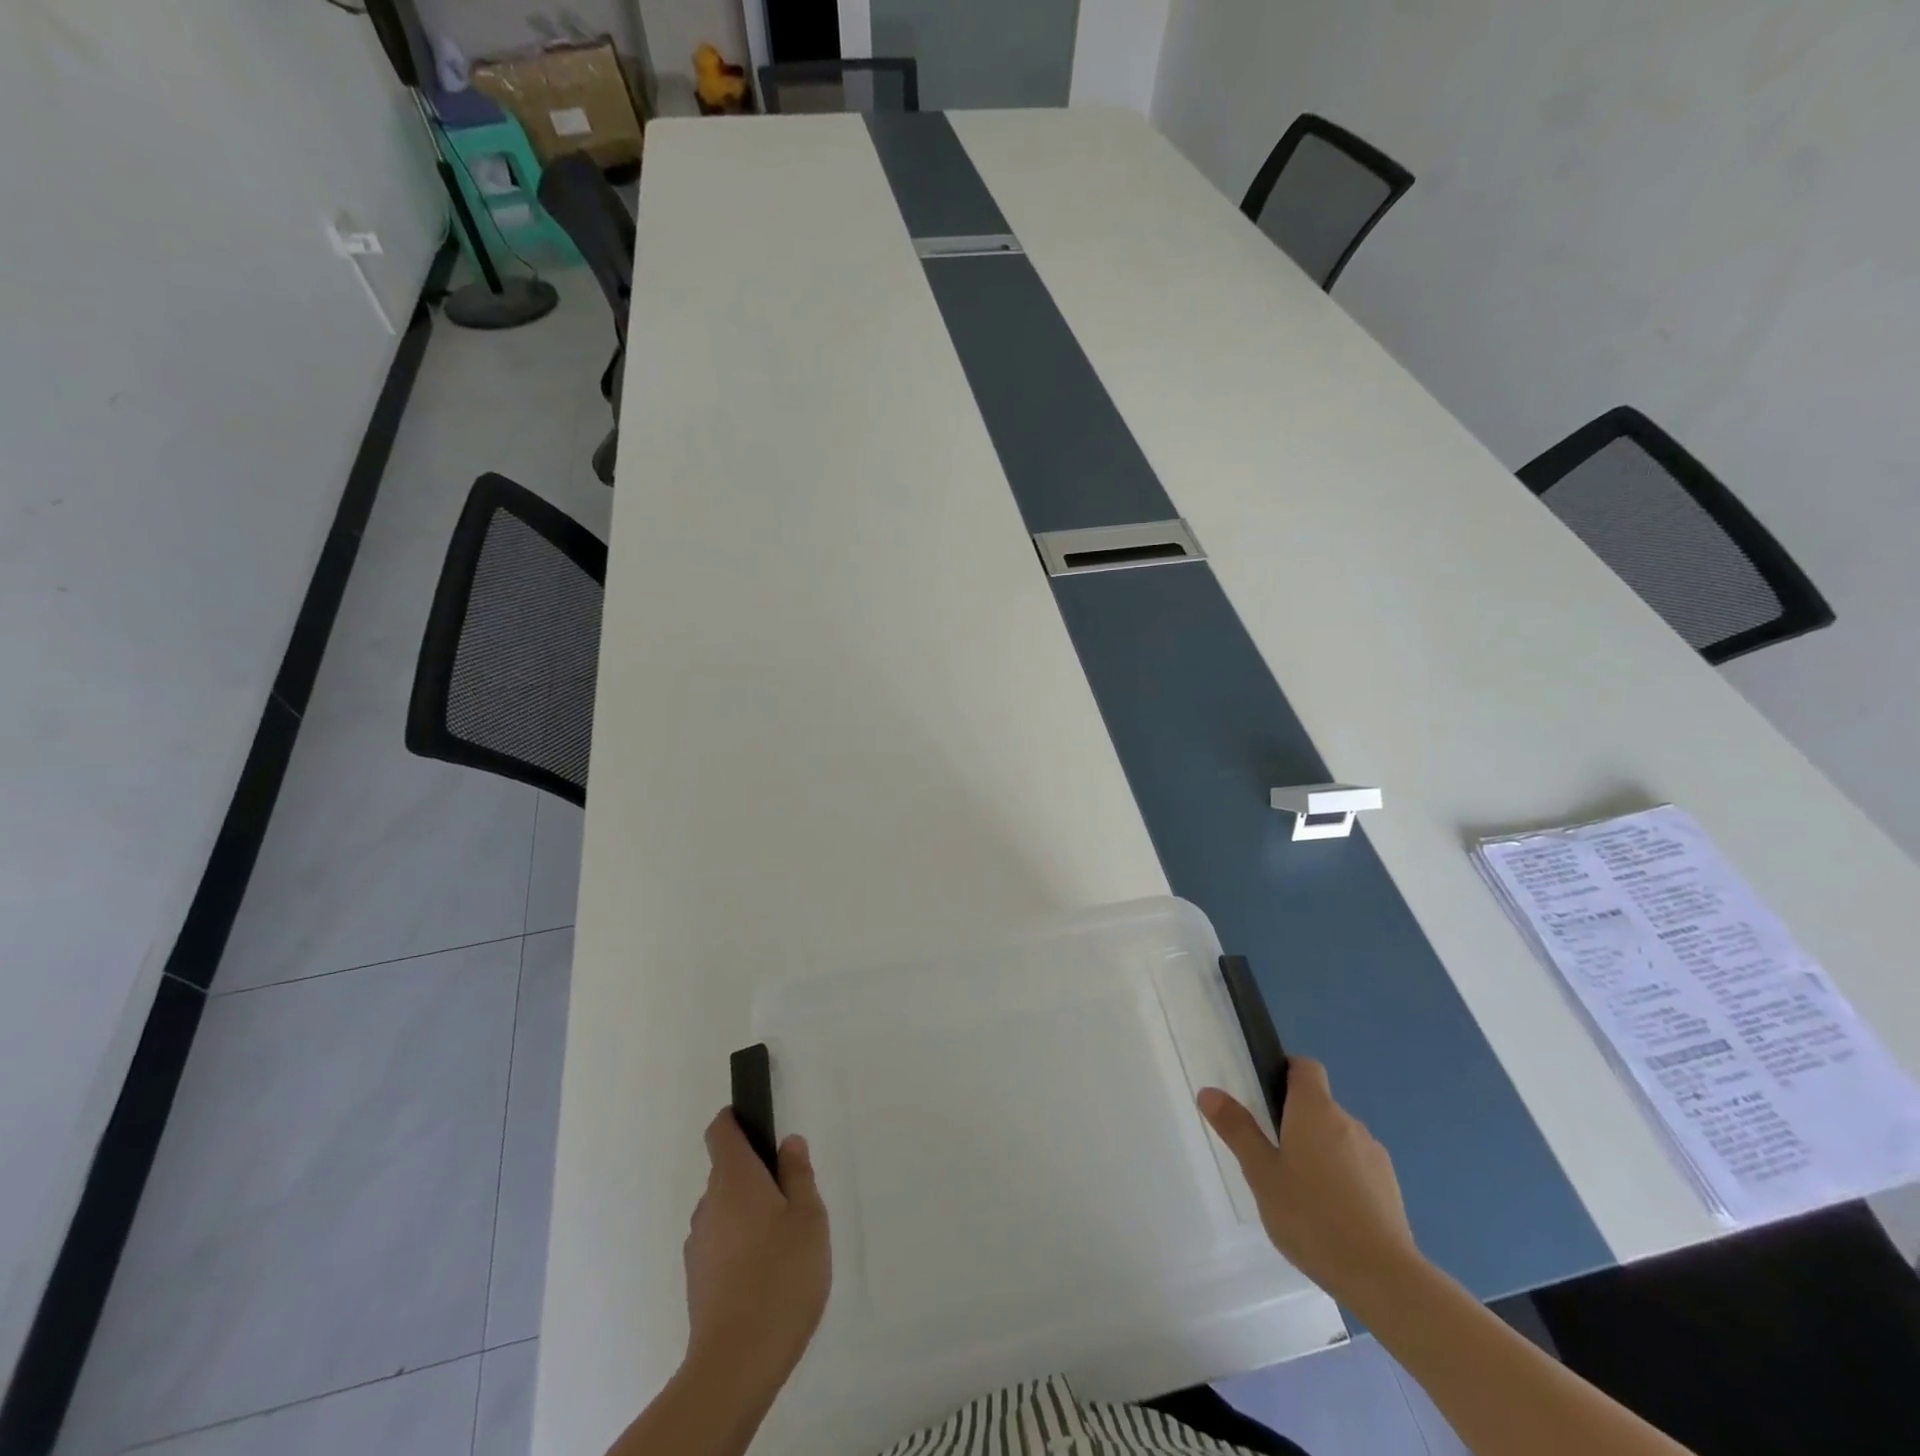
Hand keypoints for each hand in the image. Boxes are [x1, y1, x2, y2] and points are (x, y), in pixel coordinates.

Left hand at [682, 1110, 831, 1394]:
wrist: (736, 1364)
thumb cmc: (781, 1275)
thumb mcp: (809, 1217)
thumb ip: (798, 1174)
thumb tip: (788, 1144)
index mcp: (734, 1178)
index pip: (721, 1131)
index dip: (736, 1120)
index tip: (758, 1124)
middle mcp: (708, 1205)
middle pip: (727, 1173)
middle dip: (756, 1177)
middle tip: (794, 1199)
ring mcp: (698, 1245)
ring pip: (724, 1212)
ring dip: (749, 1215)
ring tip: (785, 1244)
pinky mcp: (697, 1282)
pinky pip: (720, 1246)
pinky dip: (740, 1248)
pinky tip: (766, 1276)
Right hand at [1198, 1058, 1419, 1309]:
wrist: (1383, 1277)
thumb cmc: (1312, 1216)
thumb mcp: (1262, 1174)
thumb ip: (1237, 1130)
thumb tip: (1209, 1091)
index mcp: (1315, 1110)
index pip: (1305, 1067)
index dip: (1286, 1071)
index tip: (1265, 1094)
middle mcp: (1348, 1122)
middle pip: (1319, 1105)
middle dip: (1295, 1120)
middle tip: (1270, 1154)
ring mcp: (1373, 1154)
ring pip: (1337, 1137)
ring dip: (1319, 1150)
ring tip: (1298, 1190)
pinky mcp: (1390, 1187)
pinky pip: (1356, 1165)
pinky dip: (1340, 1176)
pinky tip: (1328, 1213)